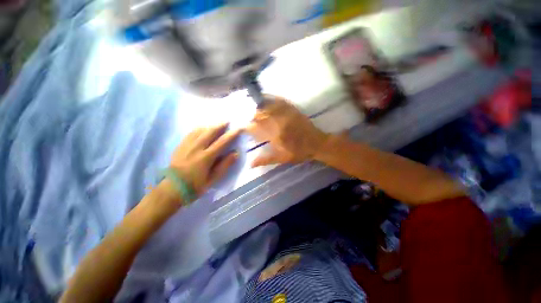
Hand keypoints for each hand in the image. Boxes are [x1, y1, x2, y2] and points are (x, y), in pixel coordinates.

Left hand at [169, 123, 240, 196]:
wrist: (172, 189)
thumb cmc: (196, 186)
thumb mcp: (213, 179)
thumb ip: (225, 165)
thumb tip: (235, 153)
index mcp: (206, 157)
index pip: (222, 142)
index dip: (231, 135)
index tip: (238, 129)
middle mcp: (196, 148)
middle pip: (210, 132)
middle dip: (220, 125)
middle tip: (227, 121)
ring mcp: (187, 146)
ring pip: (200, 130)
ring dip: (210, 126)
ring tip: (216, 124)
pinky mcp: (180, 146)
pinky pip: (190, 133)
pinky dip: (198, 129)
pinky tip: (202, 129)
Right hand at [247, 95, 328, 166]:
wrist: (317, 143)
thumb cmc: (299, 153)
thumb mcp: (282, 159)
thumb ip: (266, 160)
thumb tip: (250, 164)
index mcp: (276, 136)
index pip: (256, 128)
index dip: (247, 127)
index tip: (243, 127)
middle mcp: (279, 123)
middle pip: (259, 114)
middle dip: (251, 116)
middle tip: (248, 118)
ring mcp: (286, 114)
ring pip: (267, 106)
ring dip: (257, 106)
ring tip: (252, 108)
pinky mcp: (292, 109)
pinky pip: (279, 100)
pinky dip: (270, 98)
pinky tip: (264, 97)